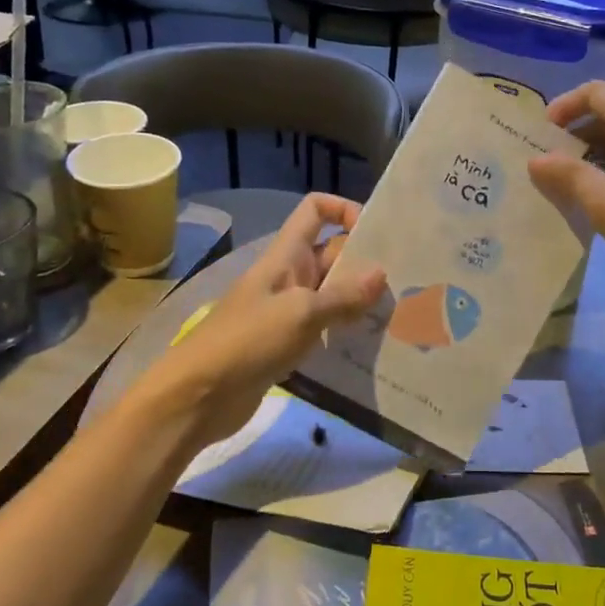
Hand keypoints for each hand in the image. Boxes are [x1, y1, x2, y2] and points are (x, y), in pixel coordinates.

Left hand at [126, 195, 385, 451]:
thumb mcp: (301, 313)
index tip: (376, 233)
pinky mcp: (288, 343)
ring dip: (359, 300)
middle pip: (333, 253)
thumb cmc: (248, 340)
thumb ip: (343, 295)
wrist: (199, 396)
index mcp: (286, 256)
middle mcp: (289, 276)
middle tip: (405, 282)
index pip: (315, 210)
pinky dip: (345, 331)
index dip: (344, 209)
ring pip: (332, 293)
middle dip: (365, 263)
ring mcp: (288, 311)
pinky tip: (372, 345)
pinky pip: (324, 327)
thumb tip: (381, 273)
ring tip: (398, 314)